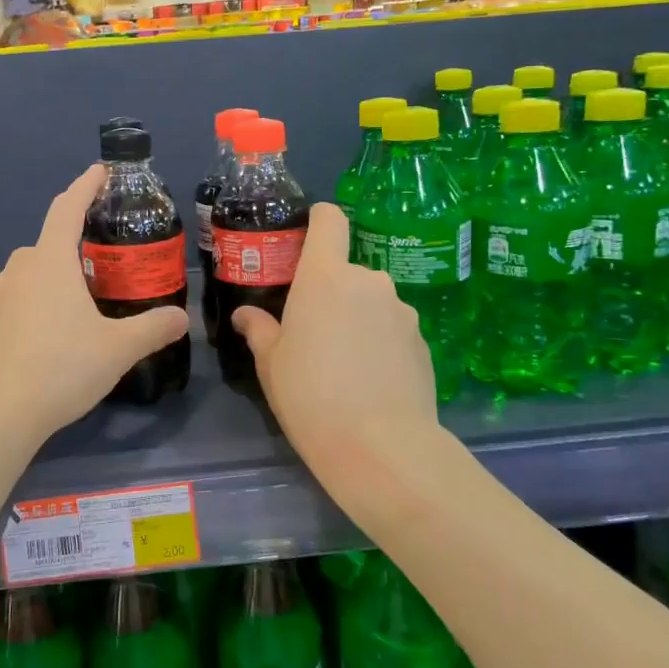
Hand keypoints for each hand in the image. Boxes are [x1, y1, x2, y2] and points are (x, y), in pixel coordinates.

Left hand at [0, 165, 189, 451]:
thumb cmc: (60, 368)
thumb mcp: (117, 349)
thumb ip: (152, 328)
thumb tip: (181, 318)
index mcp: (51, 262)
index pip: (67, 208)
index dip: (85, 185)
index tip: (100, 171)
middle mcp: (22, 269)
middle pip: (51, 238)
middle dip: (77, 234)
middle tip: (108, 247)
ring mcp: (2, 295)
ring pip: (34, 266)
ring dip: (59, 265)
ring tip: (88, 285)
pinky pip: (24, 290)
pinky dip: (44, 290)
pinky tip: (61, 320)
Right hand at [231, 204, 451, 498]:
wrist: (381, 448)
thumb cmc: (310, 395)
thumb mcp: (271, 363)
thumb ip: (259, 329)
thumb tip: (245, 315)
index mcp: (326, 276)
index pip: (329, 220)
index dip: (317, 221)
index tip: (303, 242)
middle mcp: (368, 281)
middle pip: (346, 270)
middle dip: (330, 291)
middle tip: (312, 331)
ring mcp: (402, 311)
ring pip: (371, 302)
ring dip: (357, 318)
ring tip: (343, 363)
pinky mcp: (423, 342)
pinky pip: (392, 329)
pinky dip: (379, 343)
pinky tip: (370, 381)